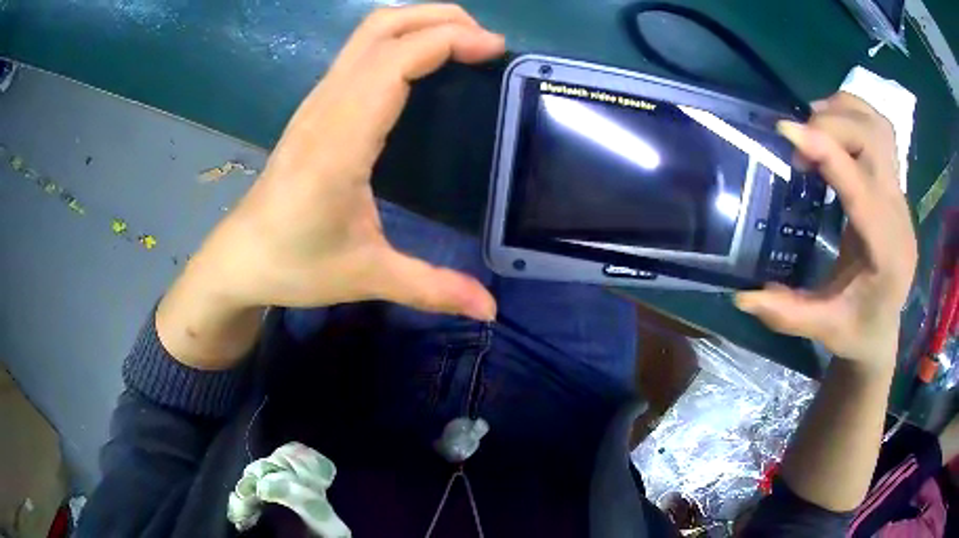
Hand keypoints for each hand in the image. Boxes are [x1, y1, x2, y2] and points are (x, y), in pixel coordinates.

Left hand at [192, 5, 502, 319]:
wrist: (239, 257)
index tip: (494, 48)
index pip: (395, 62)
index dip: (447, 41)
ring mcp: (317, 100)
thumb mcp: (366, 277)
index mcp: (340, 143)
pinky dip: (400, 38)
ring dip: (419, 22)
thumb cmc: (294, 264)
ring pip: (368, 33)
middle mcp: (326, 107)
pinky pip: (360, 51)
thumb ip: (431, 289)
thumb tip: (489, 309)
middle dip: (439, 18)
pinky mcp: (316, 105)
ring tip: (463, 41)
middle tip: (486, 40)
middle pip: (381, 29)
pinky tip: (424, 60)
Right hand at [735, 93, 916, 365]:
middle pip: (874, 143)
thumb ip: (788, 314)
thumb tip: (743, 296)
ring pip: (878, 128)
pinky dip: (853, 115)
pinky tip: (832, 131)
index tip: (787, 131)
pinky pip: (879, 130)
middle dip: (831, 127)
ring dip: (843, 114)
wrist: (884, 327)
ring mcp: (899, 196)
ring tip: (813, 129)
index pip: (863, 190)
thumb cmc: (858, 331)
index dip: (828, 154)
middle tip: (796, 143)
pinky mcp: (893, 185)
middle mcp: (898, 216)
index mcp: (886, 254)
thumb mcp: (824, 329)